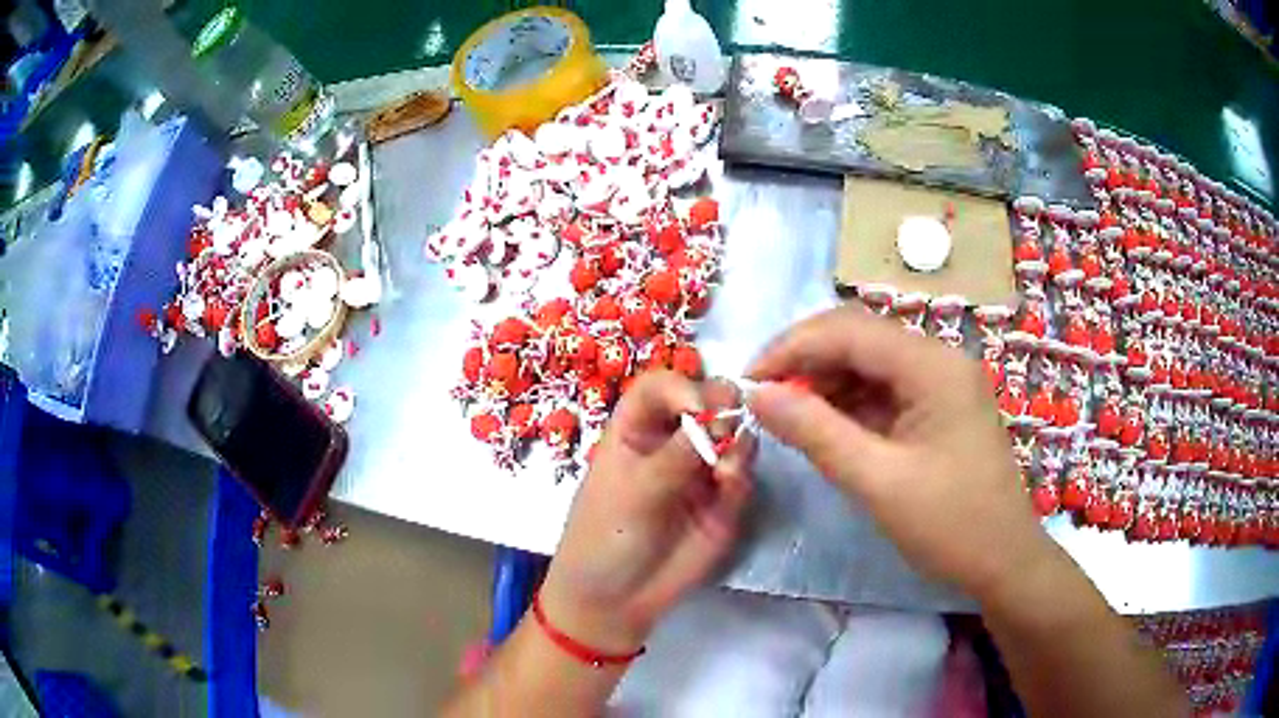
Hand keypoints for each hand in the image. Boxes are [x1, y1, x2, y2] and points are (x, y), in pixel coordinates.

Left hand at [540, 371, 755, 652]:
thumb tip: (715, 417)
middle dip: (720, 405)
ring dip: (735, 438)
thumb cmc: (604, 539)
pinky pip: (742, 471)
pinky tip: (729, 484)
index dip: (681, 388)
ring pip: (732, 432)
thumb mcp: (631, 494)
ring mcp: (700, 469)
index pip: (660, 387)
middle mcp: (670, 441)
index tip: (698, 409)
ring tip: (724, 468)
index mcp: (634, 430)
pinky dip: (742, 469)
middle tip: (723, 428)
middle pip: (705, 400)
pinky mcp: (724, 500)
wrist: (617, 601)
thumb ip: (674, 456)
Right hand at [746, 306, 1053, 602]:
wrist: (1005, 562)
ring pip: (870, 364)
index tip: (747, 382)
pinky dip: (849, 404)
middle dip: (805, 362)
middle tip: (763, 400)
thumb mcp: (878, 481)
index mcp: (933, 365)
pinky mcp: (940, 408)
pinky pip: (886, 391)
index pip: (849, 330)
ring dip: (825, 383)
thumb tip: (756, 395)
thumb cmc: (950, 525)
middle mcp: (939, 360)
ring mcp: (942, 383)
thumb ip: (815, 432)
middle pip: (860, 338)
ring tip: (786, 417)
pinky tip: (825, 427)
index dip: (791, 347)